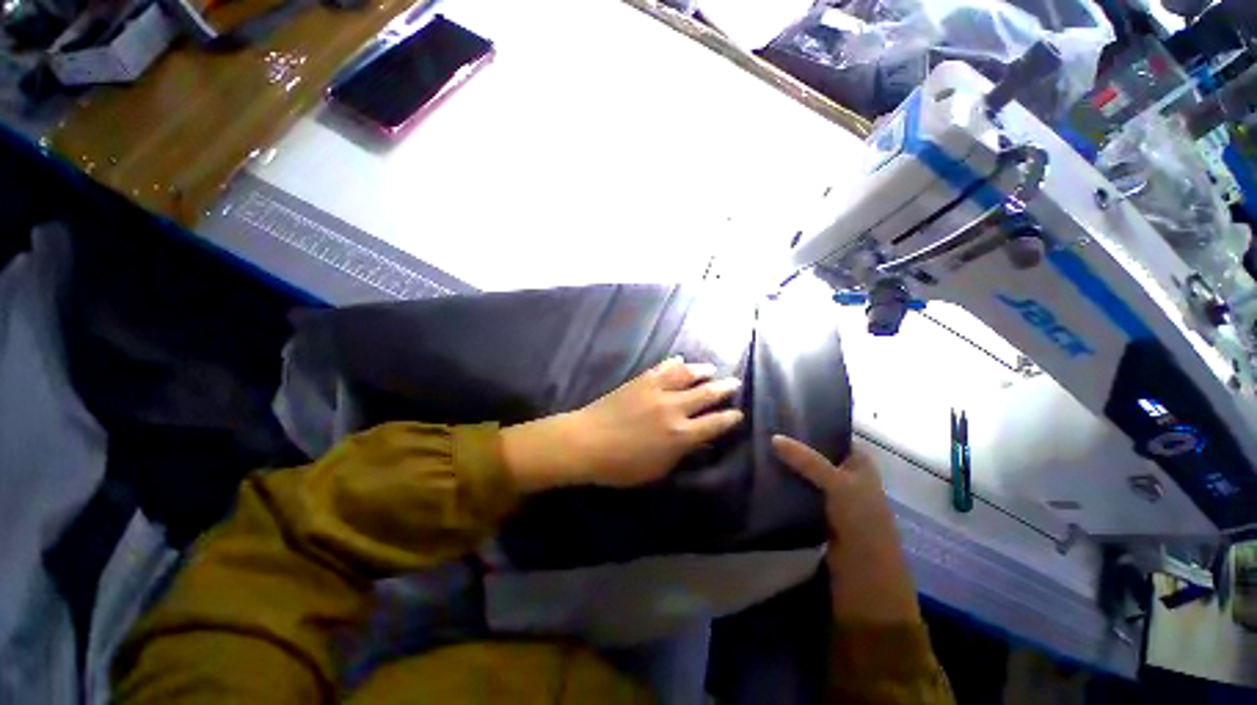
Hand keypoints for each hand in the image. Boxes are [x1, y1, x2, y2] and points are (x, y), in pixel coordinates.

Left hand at [502, 357, 743, 491]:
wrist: (586, 441)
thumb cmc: (621, 465)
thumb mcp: (657, 469)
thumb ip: (681, 454)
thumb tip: (699, 441)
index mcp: (680, 434)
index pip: (715, 424)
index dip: (730, 418)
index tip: (738, 414)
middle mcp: (674, 408)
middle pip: (706, 394)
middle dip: (724, 388)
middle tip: (735, 383)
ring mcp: (657, 390)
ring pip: (687, 375)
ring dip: (702, 371)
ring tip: (712, 369)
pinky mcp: (641, 381)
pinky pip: (662, 368)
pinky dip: (674, 363)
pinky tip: (680, 360)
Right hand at [773, 436, 920, 623]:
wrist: (865, 577)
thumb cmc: (862, 523)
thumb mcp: (838, 485)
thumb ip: (807, 460)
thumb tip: (773, 437)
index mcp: (859, 462)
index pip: (830, 434)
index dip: (808, 425)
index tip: (778, 415)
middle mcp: (844, 474)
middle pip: (814, 453)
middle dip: (791, 445)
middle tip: (761, 431)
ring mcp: (830, 494)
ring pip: (803, 471)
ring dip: (785, 464)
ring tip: (756, 448)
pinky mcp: (815, 510)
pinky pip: (796, 490)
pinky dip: (783, 483)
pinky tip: (761, 473)